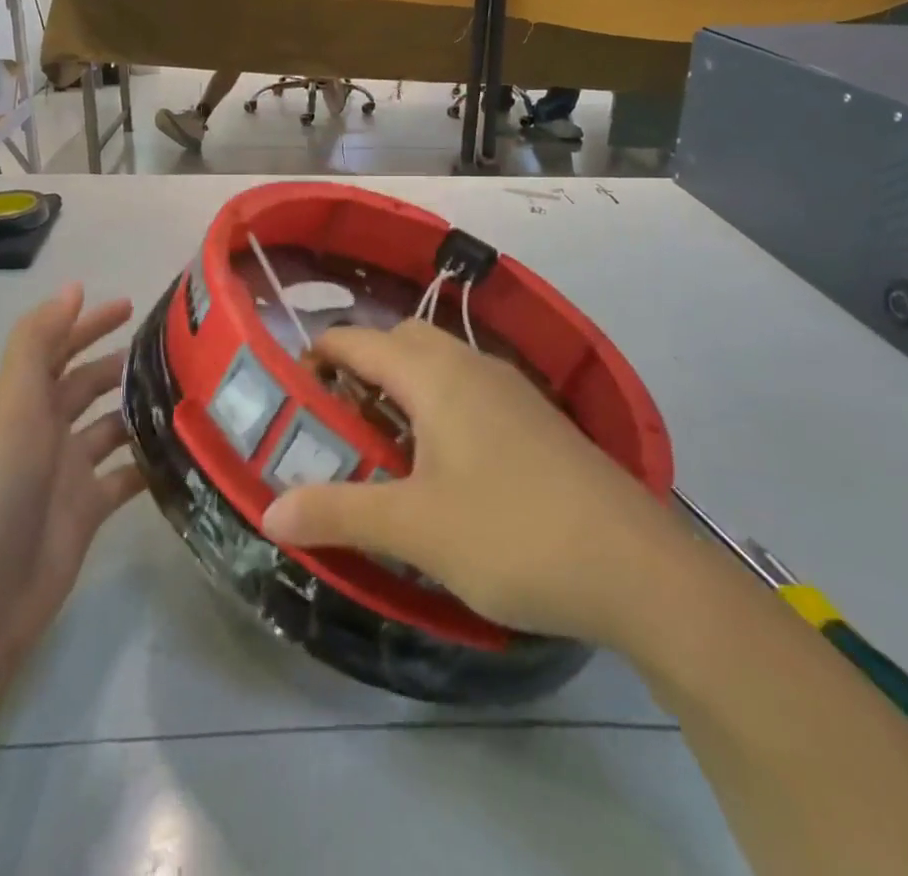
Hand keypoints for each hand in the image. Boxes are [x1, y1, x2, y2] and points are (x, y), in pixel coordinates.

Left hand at [0, 284, 144, 678]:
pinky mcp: (89, 511)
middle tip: (173, 349)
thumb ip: (39, 341)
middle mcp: (46, 431)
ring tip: (187, 392)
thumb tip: (73, 286)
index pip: (59, 349)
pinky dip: (149, 463)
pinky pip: (126, 477)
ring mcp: (68, 473)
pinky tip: (183, 450)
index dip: (88, 323)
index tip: (131, 305)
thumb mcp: (14, 402)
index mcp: (25, 402)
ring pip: (110, 429)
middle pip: (86, 386)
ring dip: (140, 410)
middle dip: (120, 363)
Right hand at [262, 320, 692, 648]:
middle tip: (339, 419)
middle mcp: (471, 365)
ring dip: (403, 385)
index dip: (318, 356)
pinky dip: (439, 404)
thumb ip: (338, 513)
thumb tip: (269, 512)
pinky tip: (444, 463)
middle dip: (363, 365)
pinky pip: (469, 388)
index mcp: (434, 375)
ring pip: (440, 362)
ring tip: (384, 445)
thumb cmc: (513, 534)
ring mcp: (510, 389)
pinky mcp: (536, 418)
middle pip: (401, 340)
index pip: (359, 340)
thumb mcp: (415, 528)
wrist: (638, 567)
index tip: (291, 391)